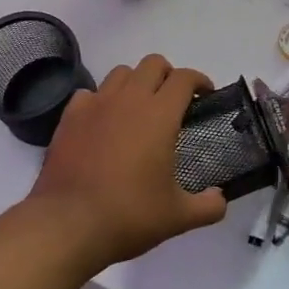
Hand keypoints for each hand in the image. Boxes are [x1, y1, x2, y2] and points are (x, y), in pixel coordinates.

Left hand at [27, 54, 227, 268]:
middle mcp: (129, 100)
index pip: (185, 78)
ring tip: (139, 109)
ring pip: (121, 73)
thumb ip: (208, 206)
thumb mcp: (178, 217)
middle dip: (169, 75)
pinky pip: (90, 93)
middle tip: (174, 102)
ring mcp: (96, 105)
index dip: (200, 81)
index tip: (206, 96)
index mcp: (160, 115)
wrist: (67, 225)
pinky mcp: (69, 118)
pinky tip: (104, 123)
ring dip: (136, 82)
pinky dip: (102, 100)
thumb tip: (220, 199)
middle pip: (153, 64)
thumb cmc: (129, 215)